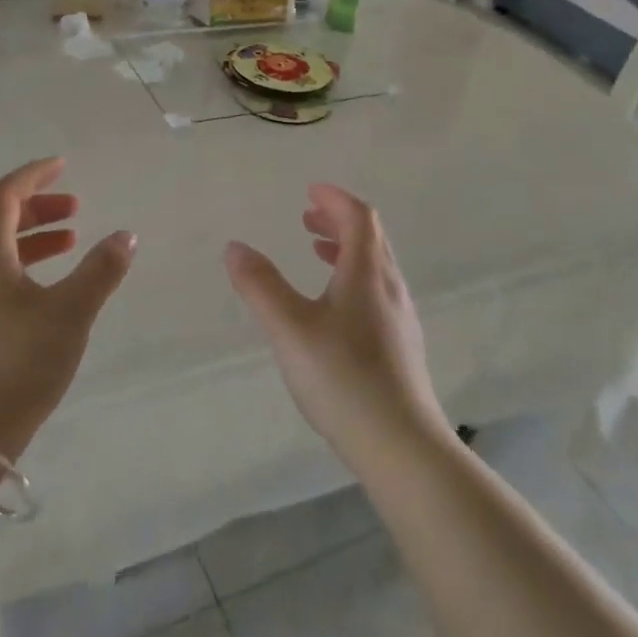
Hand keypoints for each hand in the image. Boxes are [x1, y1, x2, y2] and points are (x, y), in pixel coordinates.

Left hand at [0, 158, 135, 460]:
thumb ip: (100, 270)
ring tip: (70, 242)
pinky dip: (22, 264)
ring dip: (31, 237)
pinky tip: (47, 288)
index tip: (63, 166)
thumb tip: (126, 235)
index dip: (33, 176)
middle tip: (76, 209)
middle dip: (36, 206)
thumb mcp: (71, 313)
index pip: (2, 196)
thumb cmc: (19, 364)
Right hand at [225, 185, 450, 471]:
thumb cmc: (343, 378)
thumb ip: (260, 286)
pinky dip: (353, 278)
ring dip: (346, 249)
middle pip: (370, 237)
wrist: (402, 444)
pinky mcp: (401, 346)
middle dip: (338, 220)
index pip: (359, 217)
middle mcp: (389, 287)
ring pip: (375, 266)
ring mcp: (400, 318)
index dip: (335, 199)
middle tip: (307, 218)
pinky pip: (377, 291)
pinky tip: (335, 308)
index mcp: (367, 273)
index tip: (310, 191)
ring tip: (317, 253)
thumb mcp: (290, 329)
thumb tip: (235, 247)